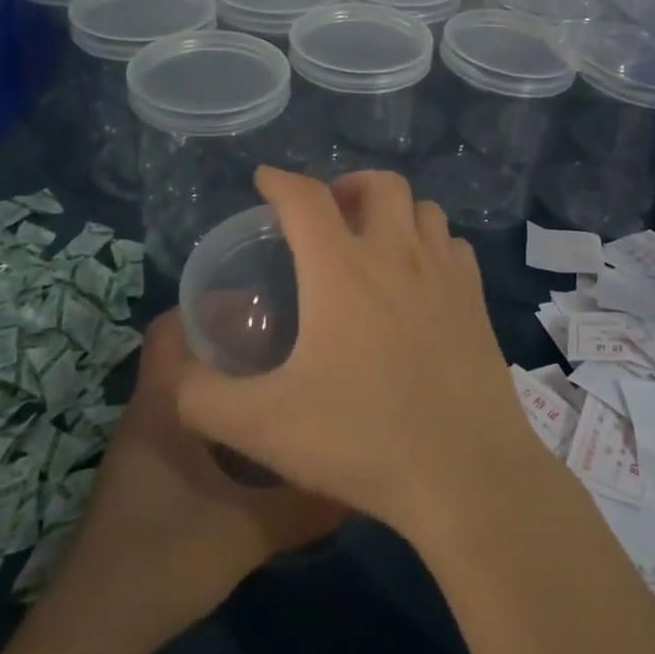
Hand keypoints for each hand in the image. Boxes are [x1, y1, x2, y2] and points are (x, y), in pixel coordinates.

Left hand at [41, 308, 347, 653]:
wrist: (91, 635)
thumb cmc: (161, 561)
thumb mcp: (245, 533)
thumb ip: (304, 505)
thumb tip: (359, 483)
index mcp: (163, 405)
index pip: (171, 327)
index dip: (210, 304)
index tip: (263, 298)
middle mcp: (150, 413)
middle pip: (186, 351)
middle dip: (233, 335)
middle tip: (289, 331)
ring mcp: (146, 444)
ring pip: (190, 387)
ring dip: (228, 375)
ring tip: (284, 370)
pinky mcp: (150, 472)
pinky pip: (188, 418)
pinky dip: (221, 411)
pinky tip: (260, 429)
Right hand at [175, 168, 545, 539]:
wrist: (465, 474)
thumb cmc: (361, 440)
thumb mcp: (260, 426)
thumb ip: (202, 396)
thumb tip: (179, 373)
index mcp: (342, 269)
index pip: (306, 198)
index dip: (280, 181)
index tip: (265, 180)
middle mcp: (397, 254)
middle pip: (379, 183)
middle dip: (347, 185)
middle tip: (328, 215)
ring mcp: (444, 273)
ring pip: (423, 208)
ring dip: (393, 211)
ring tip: (374, 241)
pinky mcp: (476, 299)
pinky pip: (453, 245)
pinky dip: (431, 243)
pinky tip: (420, 277)